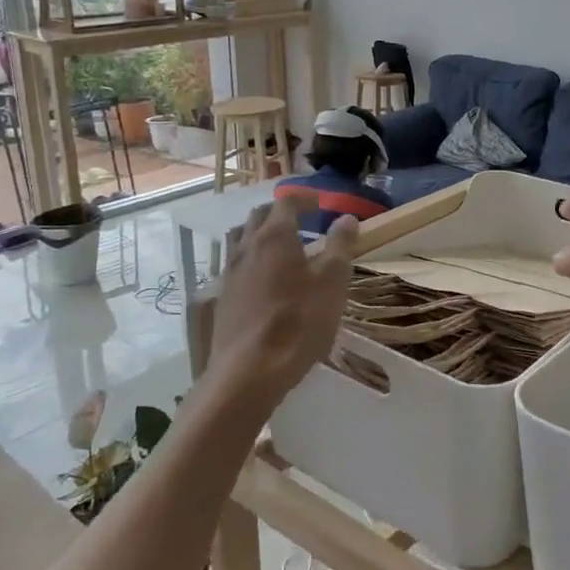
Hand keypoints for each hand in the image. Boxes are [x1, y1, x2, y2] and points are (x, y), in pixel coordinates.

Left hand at [204, 194, 358, 413]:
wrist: (250, 370)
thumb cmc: (299, 321)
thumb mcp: (332, 281)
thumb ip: (340, 245)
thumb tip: (346, 217)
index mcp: (276, 235)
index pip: (287, 202)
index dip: (304, 199)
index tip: (320, 204)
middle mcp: (247, 246)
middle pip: (260, 216)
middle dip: (281, 212)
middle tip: (302, 221)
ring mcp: (230, 272)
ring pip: (242, 238)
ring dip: (261, 234)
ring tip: (281, 247)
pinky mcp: (222, 297)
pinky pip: (236, 264)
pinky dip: (252, 259)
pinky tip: (265, 280)